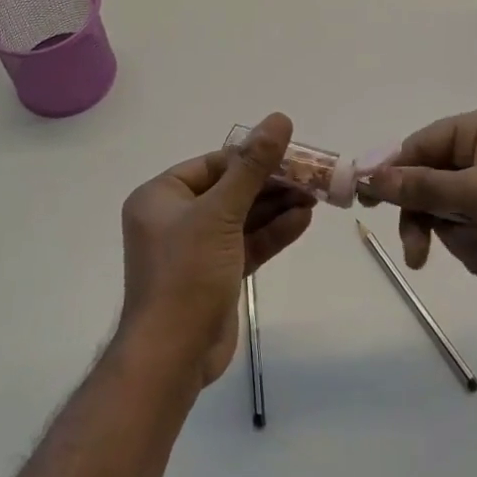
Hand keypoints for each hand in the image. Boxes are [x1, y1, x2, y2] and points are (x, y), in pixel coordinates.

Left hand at [117, 113, 313, 386]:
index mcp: (161, 197)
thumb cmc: (186, 273)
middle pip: (231, 189)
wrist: (172, 357)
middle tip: (311, 176)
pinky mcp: (216, 274)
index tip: (290, 153)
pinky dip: (273, 232)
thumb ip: (252, 166)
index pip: (213, 164)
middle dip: (270, 184)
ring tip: (315, 195)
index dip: (252, 157)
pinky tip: (303, 220)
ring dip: (277, 207)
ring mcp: (196, 248)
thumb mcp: (221, 212)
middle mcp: (175, 218)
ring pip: (243, 217)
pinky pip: (247, 243)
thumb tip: (278, 119)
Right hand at [359, 106, 476, 298]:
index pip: (418, 147)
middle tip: (417, 253)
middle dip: (427, 219)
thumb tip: (371, 175)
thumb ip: (423, 186)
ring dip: (460, 238)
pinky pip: (468, 236)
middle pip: (427, 184)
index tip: (365, 202)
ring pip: (445, 215)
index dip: (391, 173)